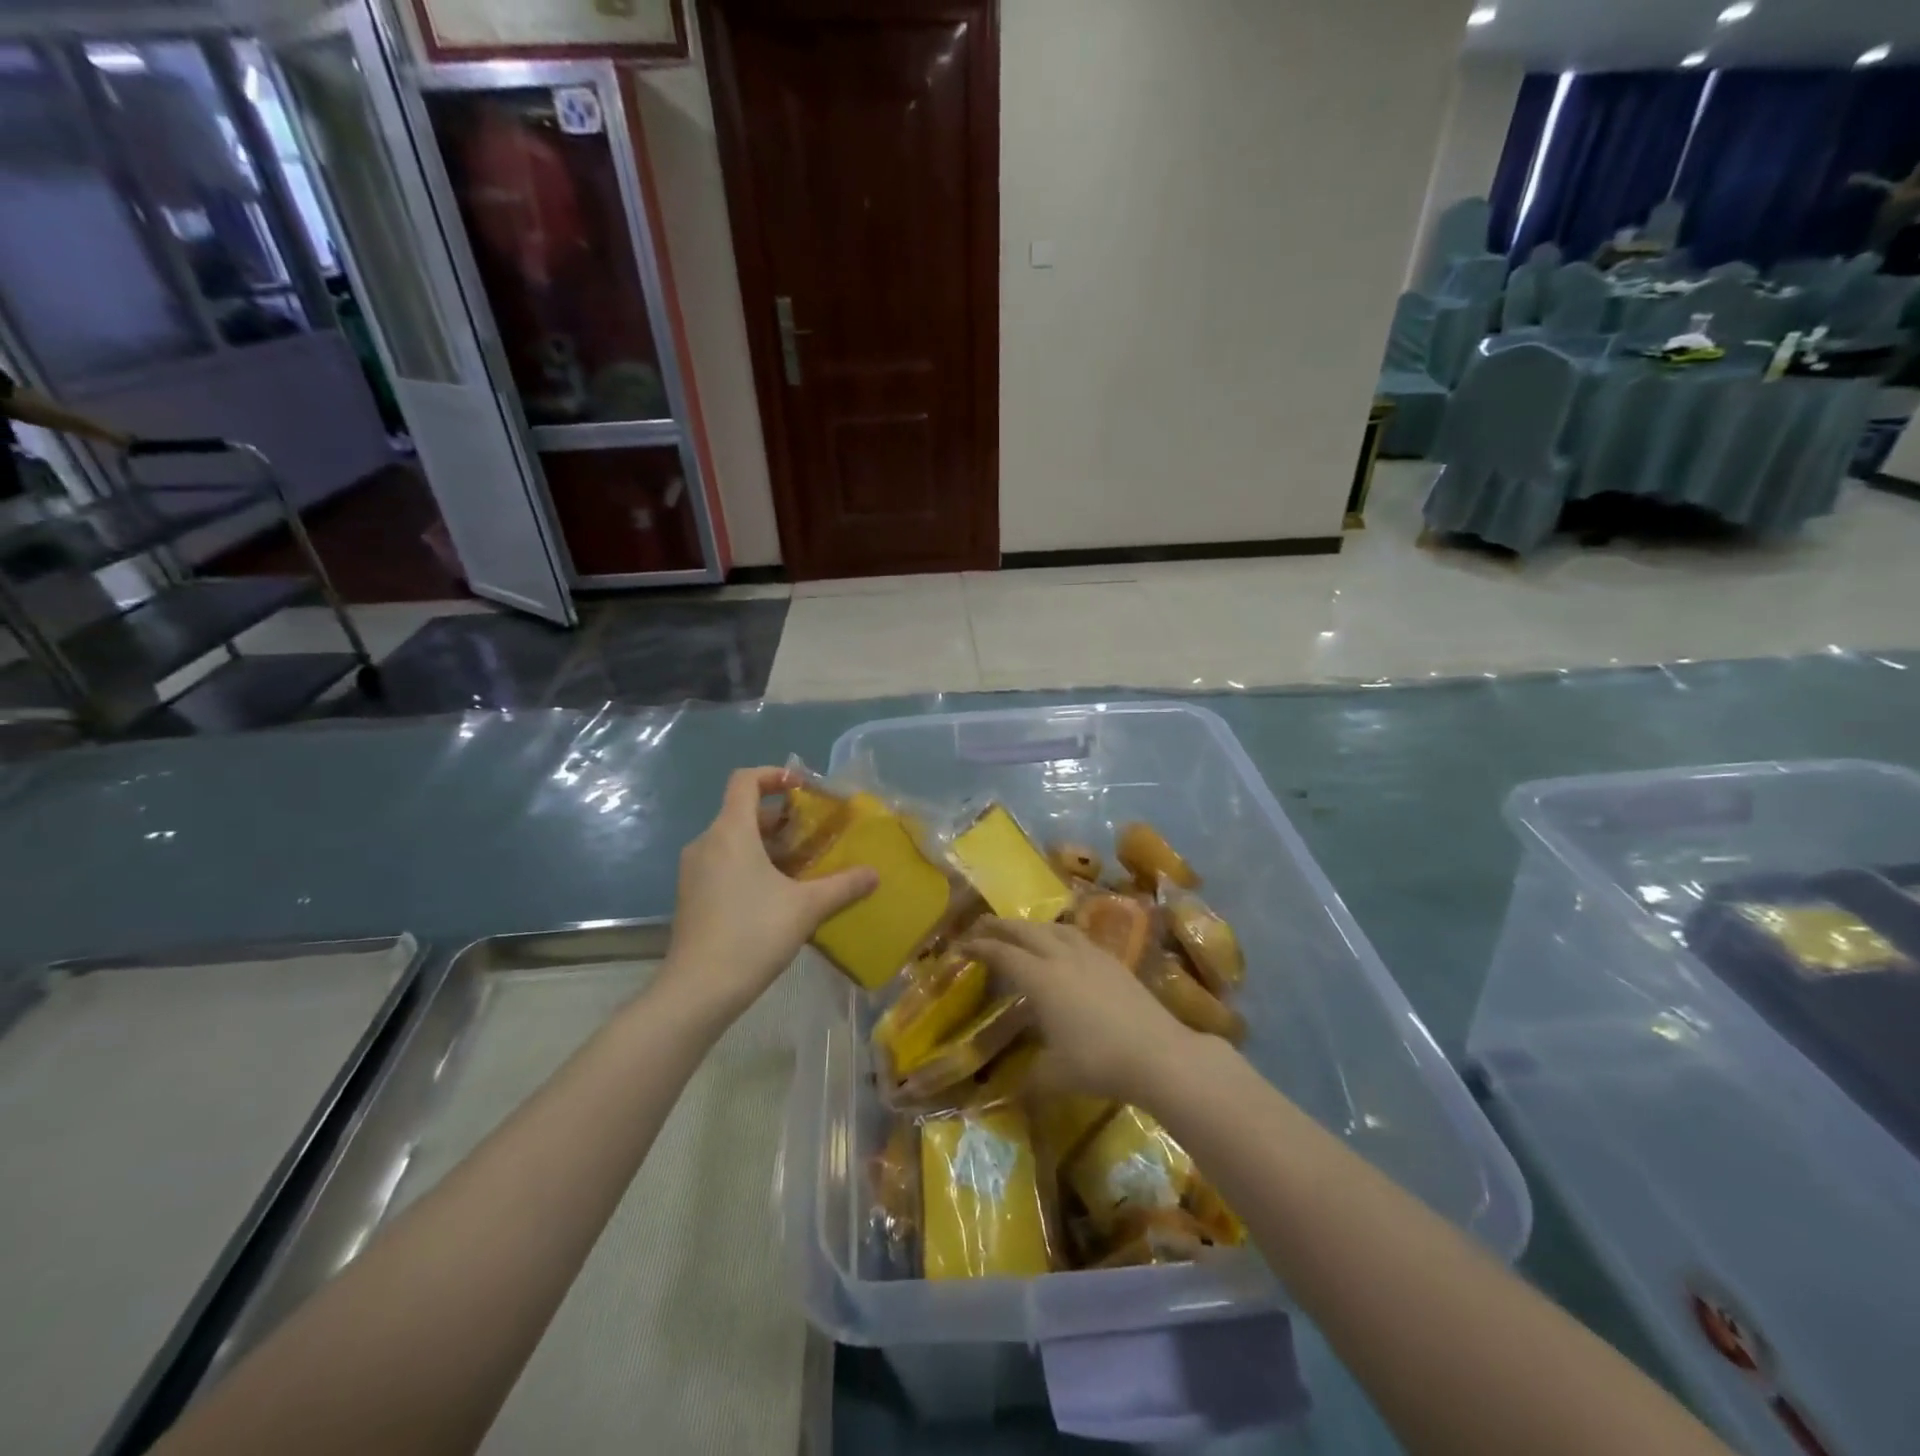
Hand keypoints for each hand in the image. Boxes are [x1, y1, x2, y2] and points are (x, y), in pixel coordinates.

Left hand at [660, 767, 876, 1020]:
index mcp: (730, 832)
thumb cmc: (752, 934)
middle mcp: (707, 843)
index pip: (746, 780)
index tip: (803, 788)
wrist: (697, 990)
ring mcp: (695, 871)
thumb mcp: (807, 908)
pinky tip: (779, 894)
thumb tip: (875, 873)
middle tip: (815, 833)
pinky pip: (724, 864)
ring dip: (769, 845)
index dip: (775, 775)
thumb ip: (843, 885)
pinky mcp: (692, 896)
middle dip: (782, 818)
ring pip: (734, 841)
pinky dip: (751, 865)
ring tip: (804, 865)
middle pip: (743, 812)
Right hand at [959, 918, 1202, 1103]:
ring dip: (1031, 926)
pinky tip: (1064, 945)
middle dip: (1000, 926)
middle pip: (1025, 931)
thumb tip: (1006, 1094)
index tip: (961, 946)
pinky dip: (1059, 934)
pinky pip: (1077, 936)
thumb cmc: (1099, 1063)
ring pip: (1054, 928)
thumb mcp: (1054, 1077)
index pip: (1003, 954)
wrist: (1159, 1053)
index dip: (980, 948)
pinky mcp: (1113, 961)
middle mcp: (1062, 957)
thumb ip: (1027, 1080)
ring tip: (1021, 931)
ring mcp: (1091, 955)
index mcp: (1041, 979)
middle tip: (981, 926)